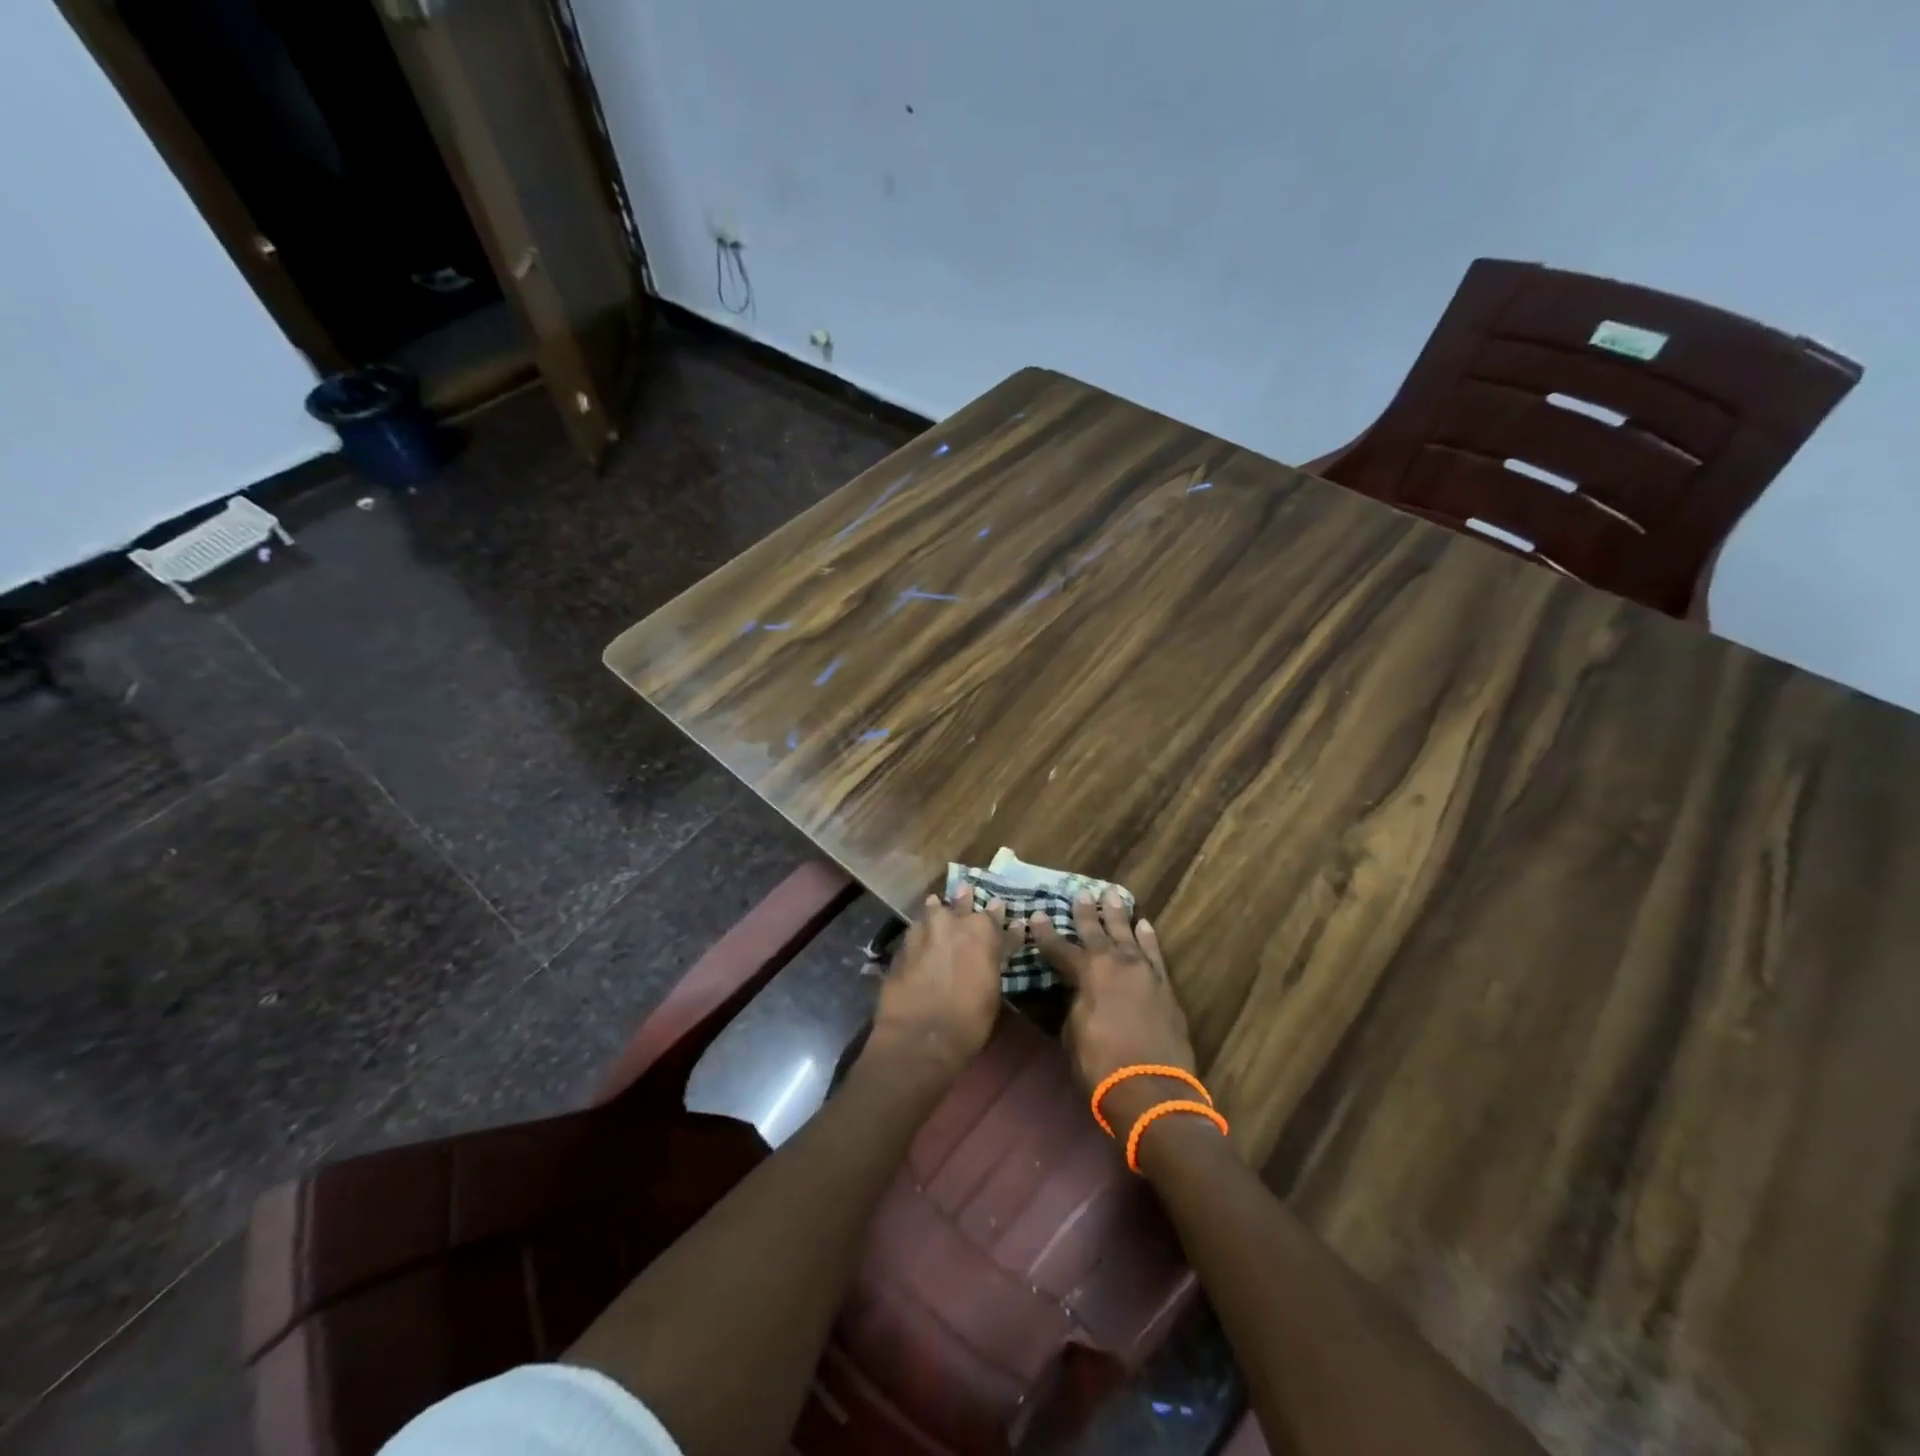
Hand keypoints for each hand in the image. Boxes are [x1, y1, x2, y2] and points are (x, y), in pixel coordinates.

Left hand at [869, 886, 1013, 1077]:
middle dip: (965, 899)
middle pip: (960, 904)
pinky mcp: (901, 948)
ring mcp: (922, 933)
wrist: (920, 1036)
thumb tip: (999, 946)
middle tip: (965, 891)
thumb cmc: (969, 1020)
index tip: (1001, 910)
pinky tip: (918, 936)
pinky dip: (919, 933)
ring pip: (931, 911)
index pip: (995, 917)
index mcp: (982, 932)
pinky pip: (914, 933)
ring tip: (936, 905)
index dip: (999, 915)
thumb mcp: (993, 990)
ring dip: (936, 910)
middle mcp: (951, 924)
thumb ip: (994, 960)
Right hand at [1030, 892, 1200, 1139]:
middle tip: (1081, 893)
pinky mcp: (1165, 987)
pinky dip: (1148, 938)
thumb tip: (1078, 993)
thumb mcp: (1073, 1033)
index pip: (1060, 948)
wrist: (1151, 1090)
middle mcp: (1116, 963)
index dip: (1045, 933)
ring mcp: (1144, 972)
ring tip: (1113, 896)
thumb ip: (1075, 1005)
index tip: (1036, 915)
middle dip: (1086, 913)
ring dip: (1119, 916)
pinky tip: (1144, 925)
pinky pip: (1154, 954)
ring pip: (1128, 934)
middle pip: (1097, 932)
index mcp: (1087, 974)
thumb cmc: (1101, 1065)